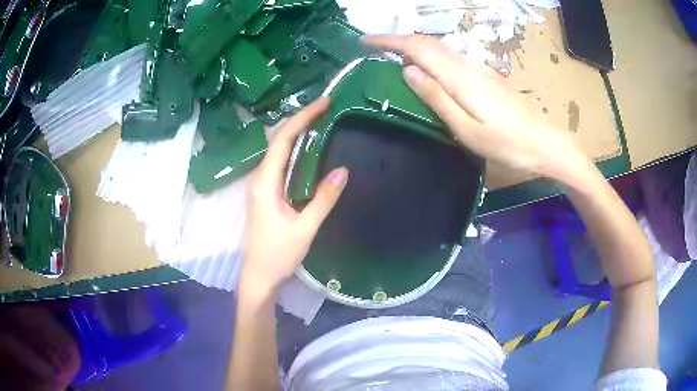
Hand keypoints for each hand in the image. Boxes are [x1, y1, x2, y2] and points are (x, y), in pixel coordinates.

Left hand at [240, 98, 348, 297]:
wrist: (259, 275)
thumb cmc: (278, 255)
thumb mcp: (304, 228)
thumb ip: (323, 199)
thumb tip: (343, 170)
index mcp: (265, 183)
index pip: (282, 140)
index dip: (302, 118)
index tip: (323, 103)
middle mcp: (259, 178)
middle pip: (278, 140)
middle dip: (300, 120)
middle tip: (326, 107)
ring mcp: (260, 185)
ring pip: (278, 150)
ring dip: (297, 132)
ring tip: (320, 120)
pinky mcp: (265, 192)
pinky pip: (279, 163)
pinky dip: (294, 149)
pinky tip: (309, 148)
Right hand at [363, 34, 589, 181]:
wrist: (546, 144)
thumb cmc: (508, 144)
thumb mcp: (468, 129)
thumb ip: (438, 98)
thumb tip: (408, 71)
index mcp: (460, 78)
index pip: (418, 48)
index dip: (390, 41)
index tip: (366, 42)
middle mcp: (468, 66)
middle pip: (428, 43)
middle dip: (399, 41)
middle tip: (375, 49)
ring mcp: (480, 69)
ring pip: (440, 49)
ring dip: (414, 47)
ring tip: (394, 56)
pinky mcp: (487, 77)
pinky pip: (452, 58)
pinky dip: (432, 56)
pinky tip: (428, 68)